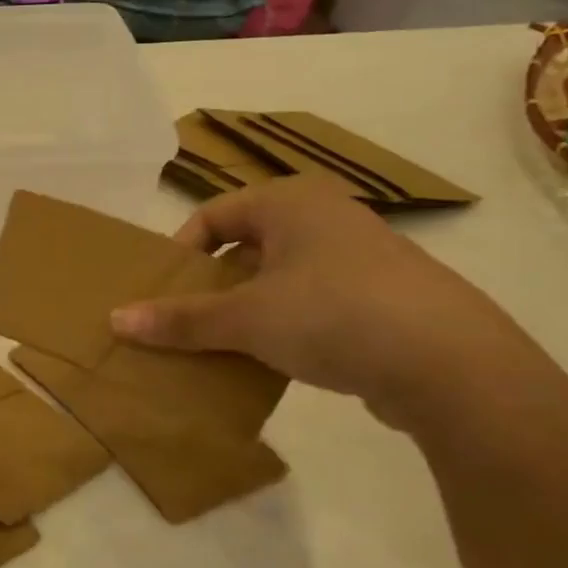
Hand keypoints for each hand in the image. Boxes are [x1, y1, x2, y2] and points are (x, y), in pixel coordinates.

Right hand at [110, 178, 531, 427]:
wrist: (453, 365)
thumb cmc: (332, 314)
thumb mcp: (245, 318)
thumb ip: (180, 319)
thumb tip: (115, 320)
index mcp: (290, 201)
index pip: (213, 215)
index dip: (181, 253)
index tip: (165, 293)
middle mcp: (325, 217)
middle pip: (245, 245)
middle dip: (213, 284)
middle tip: (188, 321)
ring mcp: (360, 256)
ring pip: (279, 276)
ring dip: (247, 309)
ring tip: (226, 346)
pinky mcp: (382, 298)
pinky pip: (313, 302)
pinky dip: (286, 325)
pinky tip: (276, 361)